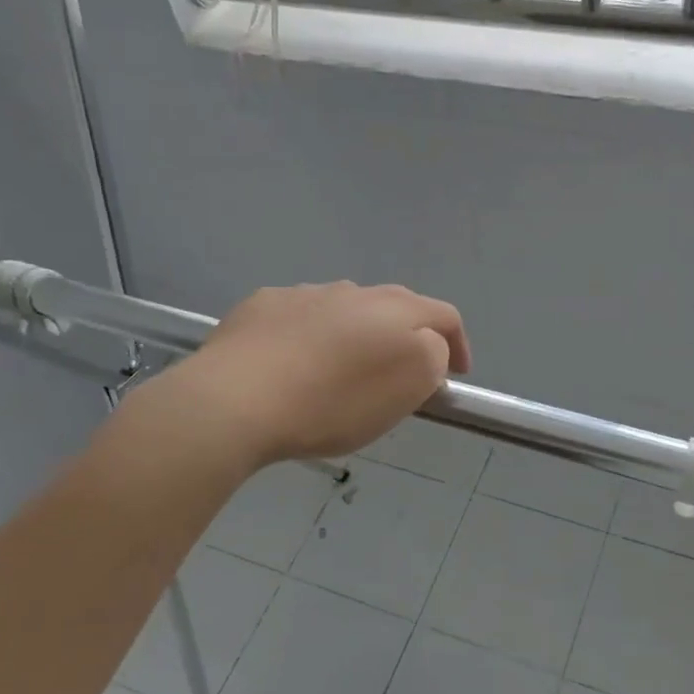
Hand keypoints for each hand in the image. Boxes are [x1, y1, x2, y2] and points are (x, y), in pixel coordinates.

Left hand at [121, 282, 470, 470]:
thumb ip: (432, 359)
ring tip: (343, 370)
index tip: (456, 375)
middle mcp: (353, 291)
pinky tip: (294, 363)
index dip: (458, 344)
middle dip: (407, 336)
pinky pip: (301, 317)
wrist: (235, 399)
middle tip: (401, 373)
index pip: (444, 316)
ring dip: (357, 333)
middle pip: (395, 306)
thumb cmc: (332, 403)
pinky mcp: (263, 305)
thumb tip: (429, 348)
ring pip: (346, 309)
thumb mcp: (404, 391)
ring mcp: (305, 293)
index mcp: (395, 310)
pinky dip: (311, 335)